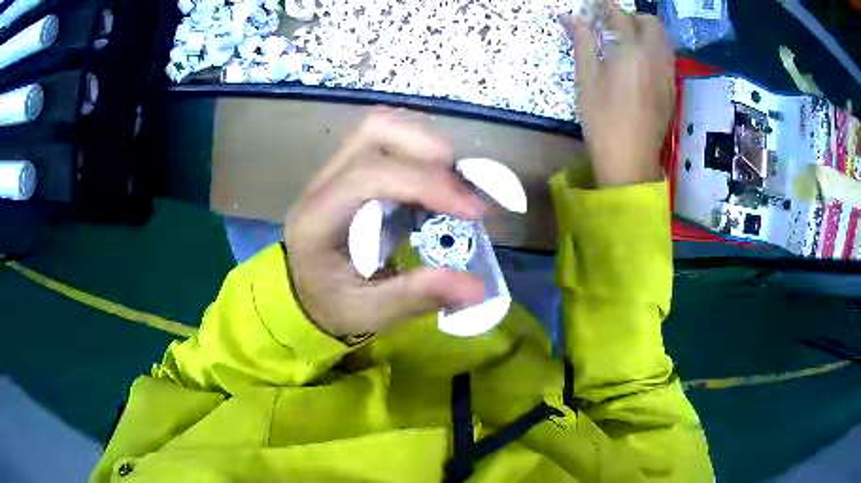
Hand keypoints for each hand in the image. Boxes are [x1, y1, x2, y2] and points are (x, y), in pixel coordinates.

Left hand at [285, 109, 486, 336]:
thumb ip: (417, 296)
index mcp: (317, 218)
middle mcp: (322, 183)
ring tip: (456, 185)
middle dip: (431, 152)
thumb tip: (478, 288)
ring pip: (382, 126)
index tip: (474, 211)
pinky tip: (440, 184)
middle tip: (466, 192)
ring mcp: (335, 169)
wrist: (306, 293)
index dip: (427, 184)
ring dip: (428, 146)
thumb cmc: (331, 305)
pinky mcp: (351, 169)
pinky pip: (389, 141)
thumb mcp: (369, 313)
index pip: (370, 175)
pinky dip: (422, 153)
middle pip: (375, 131)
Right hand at [562, 0, 674, 186]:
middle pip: (651, 24)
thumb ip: (582, 44)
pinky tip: (641, 61)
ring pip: (663, 40)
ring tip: (628, 41)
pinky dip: (654, 49)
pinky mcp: (671, 89)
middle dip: (633, 17)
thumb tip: (571, 18)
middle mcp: (655, 59)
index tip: (597, 3)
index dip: (607, 6)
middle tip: (614, 24)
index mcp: (631, 54)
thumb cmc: (602, 122)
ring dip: (647, 32)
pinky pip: (667, 57)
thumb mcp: (585, 82)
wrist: (630, 162)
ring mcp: (667, 75)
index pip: (620, 17)